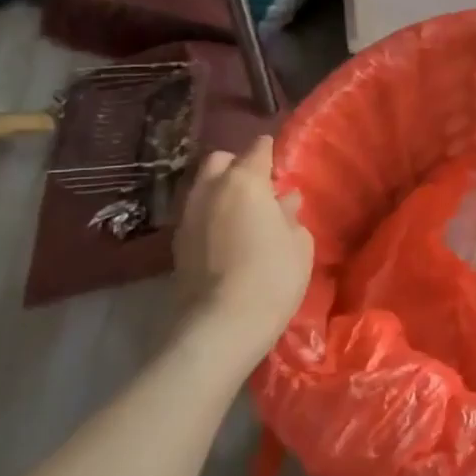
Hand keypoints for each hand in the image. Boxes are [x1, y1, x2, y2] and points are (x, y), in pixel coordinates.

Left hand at [174, 136, 313, 365]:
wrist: (220, 326)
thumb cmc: (272, 276)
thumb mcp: (299, 244)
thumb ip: (290, 216)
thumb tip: (284, 202)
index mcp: (244, 181)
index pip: (257, 149)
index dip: (269, 151)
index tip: (279, 160)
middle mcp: (210, 189)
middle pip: (219, 161)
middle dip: (237, 165)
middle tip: (258, 187)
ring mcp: (188, 216)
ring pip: (203, 187)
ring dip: (221, 192)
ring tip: (242, 214)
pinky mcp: (176, 244)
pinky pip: (196, 214)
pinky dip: (211, 216)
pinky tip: (226, 236)